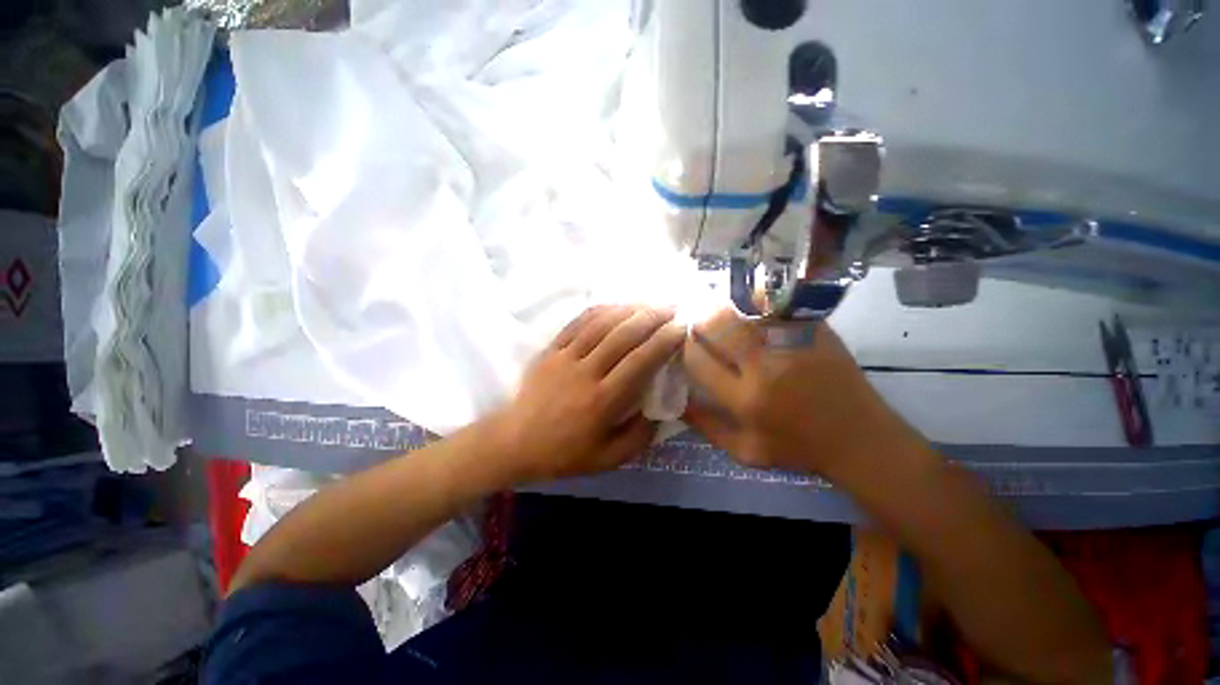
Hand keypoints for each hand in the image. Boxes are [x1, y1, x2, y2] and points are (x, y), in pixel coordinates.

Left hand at [490, 305, 684, 482]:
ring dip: (628, 309)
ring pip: (601, 324)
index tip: (681, 329)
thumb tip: (661, 409)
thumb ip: (640, 436)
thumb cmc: (564, 453)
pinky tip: (615, 306)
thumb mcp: (608, 459)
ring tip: (648, 304)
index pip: (640, 361)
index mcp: (603, 401)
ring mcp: (565, 357)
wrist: (515, 443)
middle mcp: (585, 372)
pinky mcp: (551, 350)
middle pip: (622, 335)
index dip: (663, 341)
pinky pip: (577, 323)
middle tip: (671, 308)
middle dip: (651, 317)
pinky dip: (599, 311)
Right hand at [681, 308, 921, 477]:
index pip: (698, 360)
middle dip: (700, 321)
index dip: (685, 348)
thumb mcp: (747, 452)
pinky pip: (774, 304)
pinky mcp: (813, 329)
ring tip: (719, 313)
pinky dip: (756, 301)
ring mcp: (793, 342)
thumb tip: (676, 401)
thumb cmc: (800, 449)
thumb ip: (706, 427)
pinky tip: (749, 307)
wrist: (861, 439)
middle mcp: (766, 366)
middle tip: (698, 323)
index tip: (685, 346)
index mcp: (746, 400)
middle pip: (717, 325)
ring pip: (744, 307)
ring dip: (725, 307)